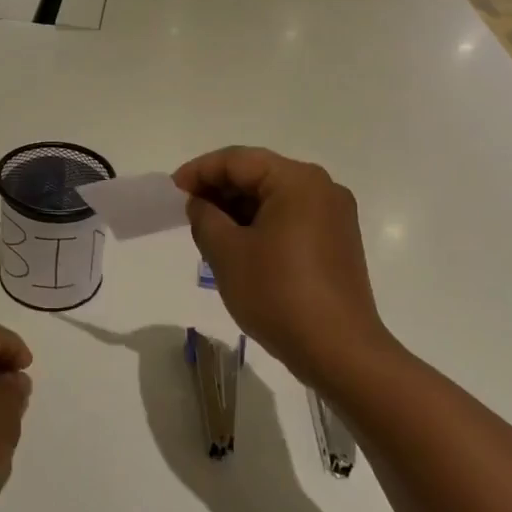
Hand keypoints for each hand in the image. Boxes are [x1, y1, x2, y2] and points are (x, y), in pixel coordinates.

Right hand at [174, 147, 390, 386]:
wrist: (339, 350)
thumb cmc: (278, 294)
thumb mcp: (227, 253)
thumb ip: (205, 217)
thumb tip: (201, 203)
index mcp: (297, 181)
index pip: (238, 160)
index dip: (200, 171)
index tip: (173, 190)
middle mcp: (322, 188)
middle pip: (260, 174)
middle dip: (220, 189)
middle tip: (187, 211)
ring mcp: (335, 216)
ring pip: (275, 198)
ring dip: (239, 208)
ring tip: (208, 231)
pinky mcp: (337, 241)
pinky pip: (291, 218)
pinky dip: (262, 224)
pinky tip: (239, 246)